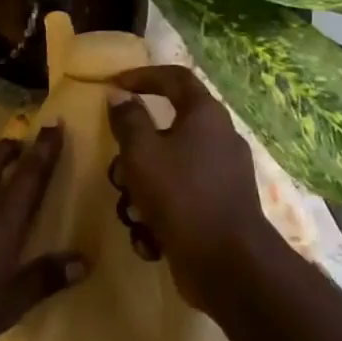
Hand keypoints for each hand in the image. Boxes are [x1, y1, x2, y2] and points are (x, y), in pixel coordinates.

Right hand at [106, 66, 277, 309]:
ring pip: (166, 170)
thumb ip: (127, 120)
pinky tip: (150, 238)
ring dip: (141, 192)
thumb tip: (120, 96)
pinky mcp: (217, 209)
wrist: (227, 264)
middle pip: (164, 131)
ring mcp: (220, 177)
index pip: (174, 78)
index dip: (142, 76)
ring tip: (133, 215)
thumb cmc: (181, 195)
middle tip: (118, 174)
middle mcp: (217, 139)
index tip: (113, 85)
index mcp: (205, 115)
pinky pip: (178, 200)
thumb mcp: (141, 152)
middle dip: (132, 156)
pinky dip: (159, 217)